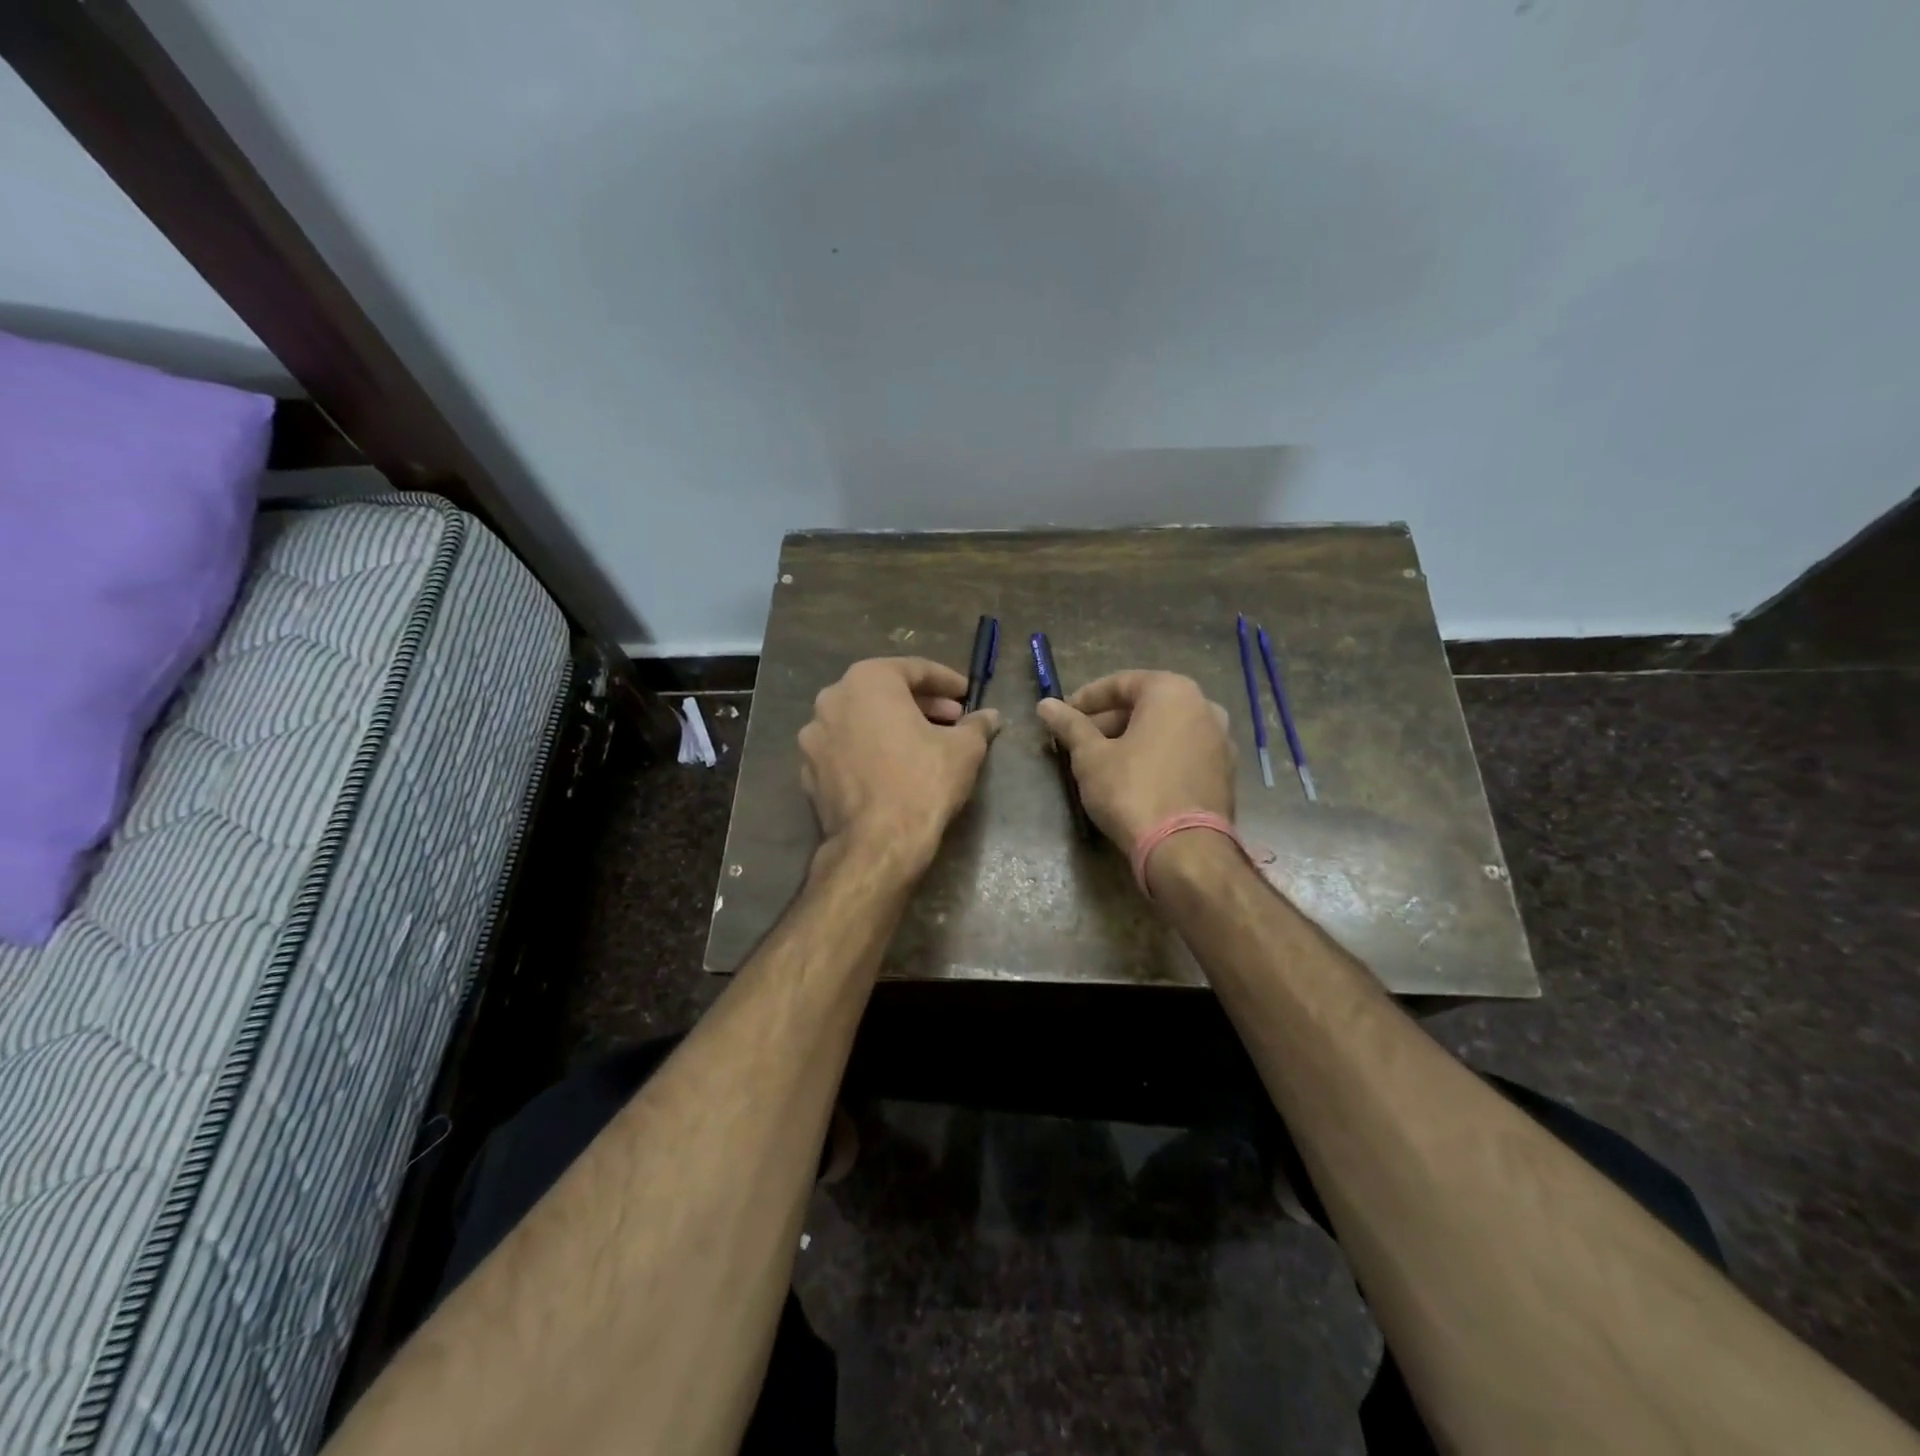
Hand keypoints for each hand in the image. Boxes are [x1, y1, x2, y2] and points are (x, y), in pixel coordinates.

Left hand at [799, 657, 1001, 874]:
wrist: (876, 844)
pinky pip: (846, 749)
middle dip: (921, 704)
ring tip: (925, 744)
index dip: (946, 681)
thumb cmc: (922, 782)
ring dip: (893, 726)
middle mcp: (832, 699)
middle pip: (884, 692)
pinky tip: (894, 769)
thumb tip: (990, 717)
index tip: (967, 694)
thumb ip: (976, 725)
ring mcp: (814, 737)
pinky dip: (870, 750)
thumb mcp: (963, 749)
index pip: (914, 669)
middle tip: (952, 719)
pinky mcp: (808, 771)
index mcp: (867, 681)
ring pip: (862, 720)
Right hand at [1035, 670, 1234, 848]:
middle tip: (1078, 741)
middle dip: (1109, 721)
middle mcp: (1204, 707)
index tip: (1063, 715)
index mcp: (1172, 692)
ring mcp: (1220, 740)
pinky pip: (1182, 752)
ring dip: (1132, 739)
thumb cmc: (1132, 790)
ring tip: (1101, 761)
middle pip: (1146, 705)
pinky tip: (1133, 779)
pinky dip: (1156, 756)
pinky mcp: (1224, 772)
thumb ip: (1070, 725)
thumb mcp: (1091, 757)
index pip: (1121, 683)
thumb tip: (1045, 705)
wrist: (1185, 849)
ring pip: (1165, 729)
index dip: (1086, 699)